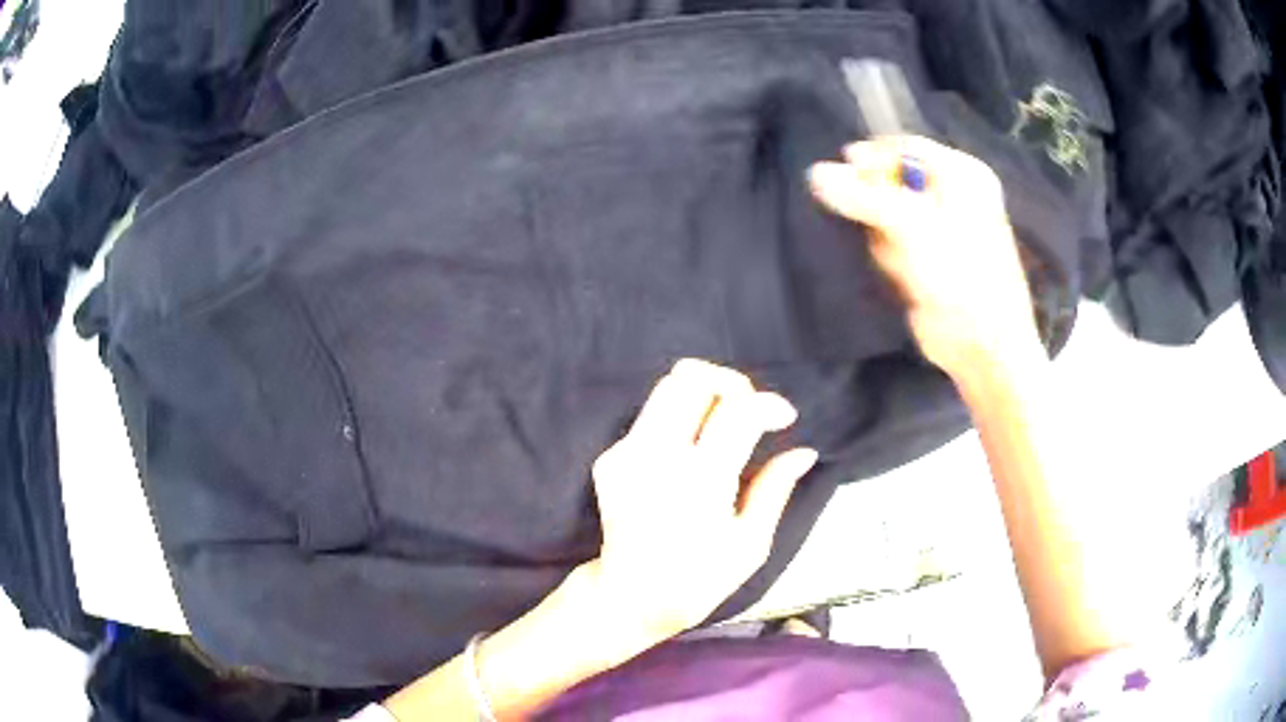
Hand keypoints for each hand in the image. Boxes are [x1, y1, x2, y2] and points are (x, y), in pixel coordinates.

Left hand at [589, 359, 817, 637]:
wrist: (629, 599)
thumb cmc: (699, 581)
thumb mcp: (751, 545)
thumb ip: (775, 489)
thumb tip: (804, 452)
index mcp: (698, 483)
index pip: (737, 411)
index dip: (769, 405)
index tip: (785, 419)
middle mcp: (656, 457)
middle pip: (691, 379)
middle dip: (730, 383)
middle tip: (750, 411)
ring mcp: (625, 454)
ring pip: (665, 387)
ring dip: (704, 394)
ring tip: (725, 424)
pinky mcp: (609, 458)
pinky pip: (649, 416)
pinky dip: (679, 419)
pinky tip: (693, 450)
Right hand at [809, 136, 1042, 378]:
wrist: (982, 346)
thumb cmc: (960, 275)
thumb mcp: (912, 227)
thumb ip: (864, 197)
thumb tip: (815, 173)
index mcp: (962, 174)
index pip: (904, 149)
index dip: (872, 160)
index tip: (839, 174)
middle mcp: (952, 195)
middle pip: (892, 182)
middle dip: (879, 208)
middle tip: (881, 230)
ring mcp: (939, 229)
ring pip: (886, 215)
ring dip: (884, 239)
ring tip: (902, 266)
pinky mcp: (926, 259)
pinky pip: (891, 244)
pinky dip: (888, 258)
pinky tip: (902, 278)